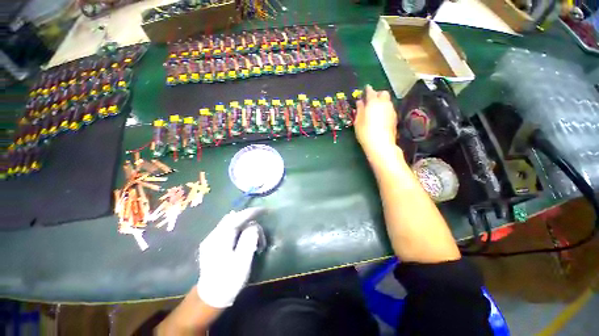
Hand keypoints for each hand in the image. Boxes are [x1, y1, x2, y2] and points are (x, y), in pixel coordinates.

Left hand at [196, 207, 264, 307]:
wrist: (210, 298)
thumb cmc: (228, 281)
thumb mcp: (242, 262)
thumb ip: (248, 240)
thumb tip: (254, 226)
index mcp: (219, 239)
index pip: (237, 218)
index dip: (251, 212)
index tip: (264, 210)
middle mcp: (213, 235)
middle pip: (234, 218)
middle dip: (249, 220)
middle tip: (261, 230)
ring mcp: (212, 239)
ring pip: (232, 224)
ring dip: (246, 227)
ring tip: (255, 240)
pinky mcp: (213, 244)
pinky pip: (229, 230)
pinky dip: (240, 230)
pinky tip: (245, 239)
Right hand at [354, 85, 398, 158]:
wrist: (381, 144)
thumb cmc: (365, 132)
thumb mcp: (358, 121)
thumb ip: (359, 109)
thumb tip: (359, 102)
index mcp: (373, 102)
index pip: (370, 91)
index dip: (367, 90)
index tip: (365, 90)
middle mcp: (384, 103)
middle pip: (383, 93)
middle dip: (377, 94)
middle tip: (370, 100)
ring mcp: (391, 110)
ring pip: (387, 101)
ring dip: (382, 102)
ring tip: (375, 109)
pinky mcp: (395, 118)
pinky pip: (390, 108)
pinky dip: (385, 109)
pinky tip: (380, 117)